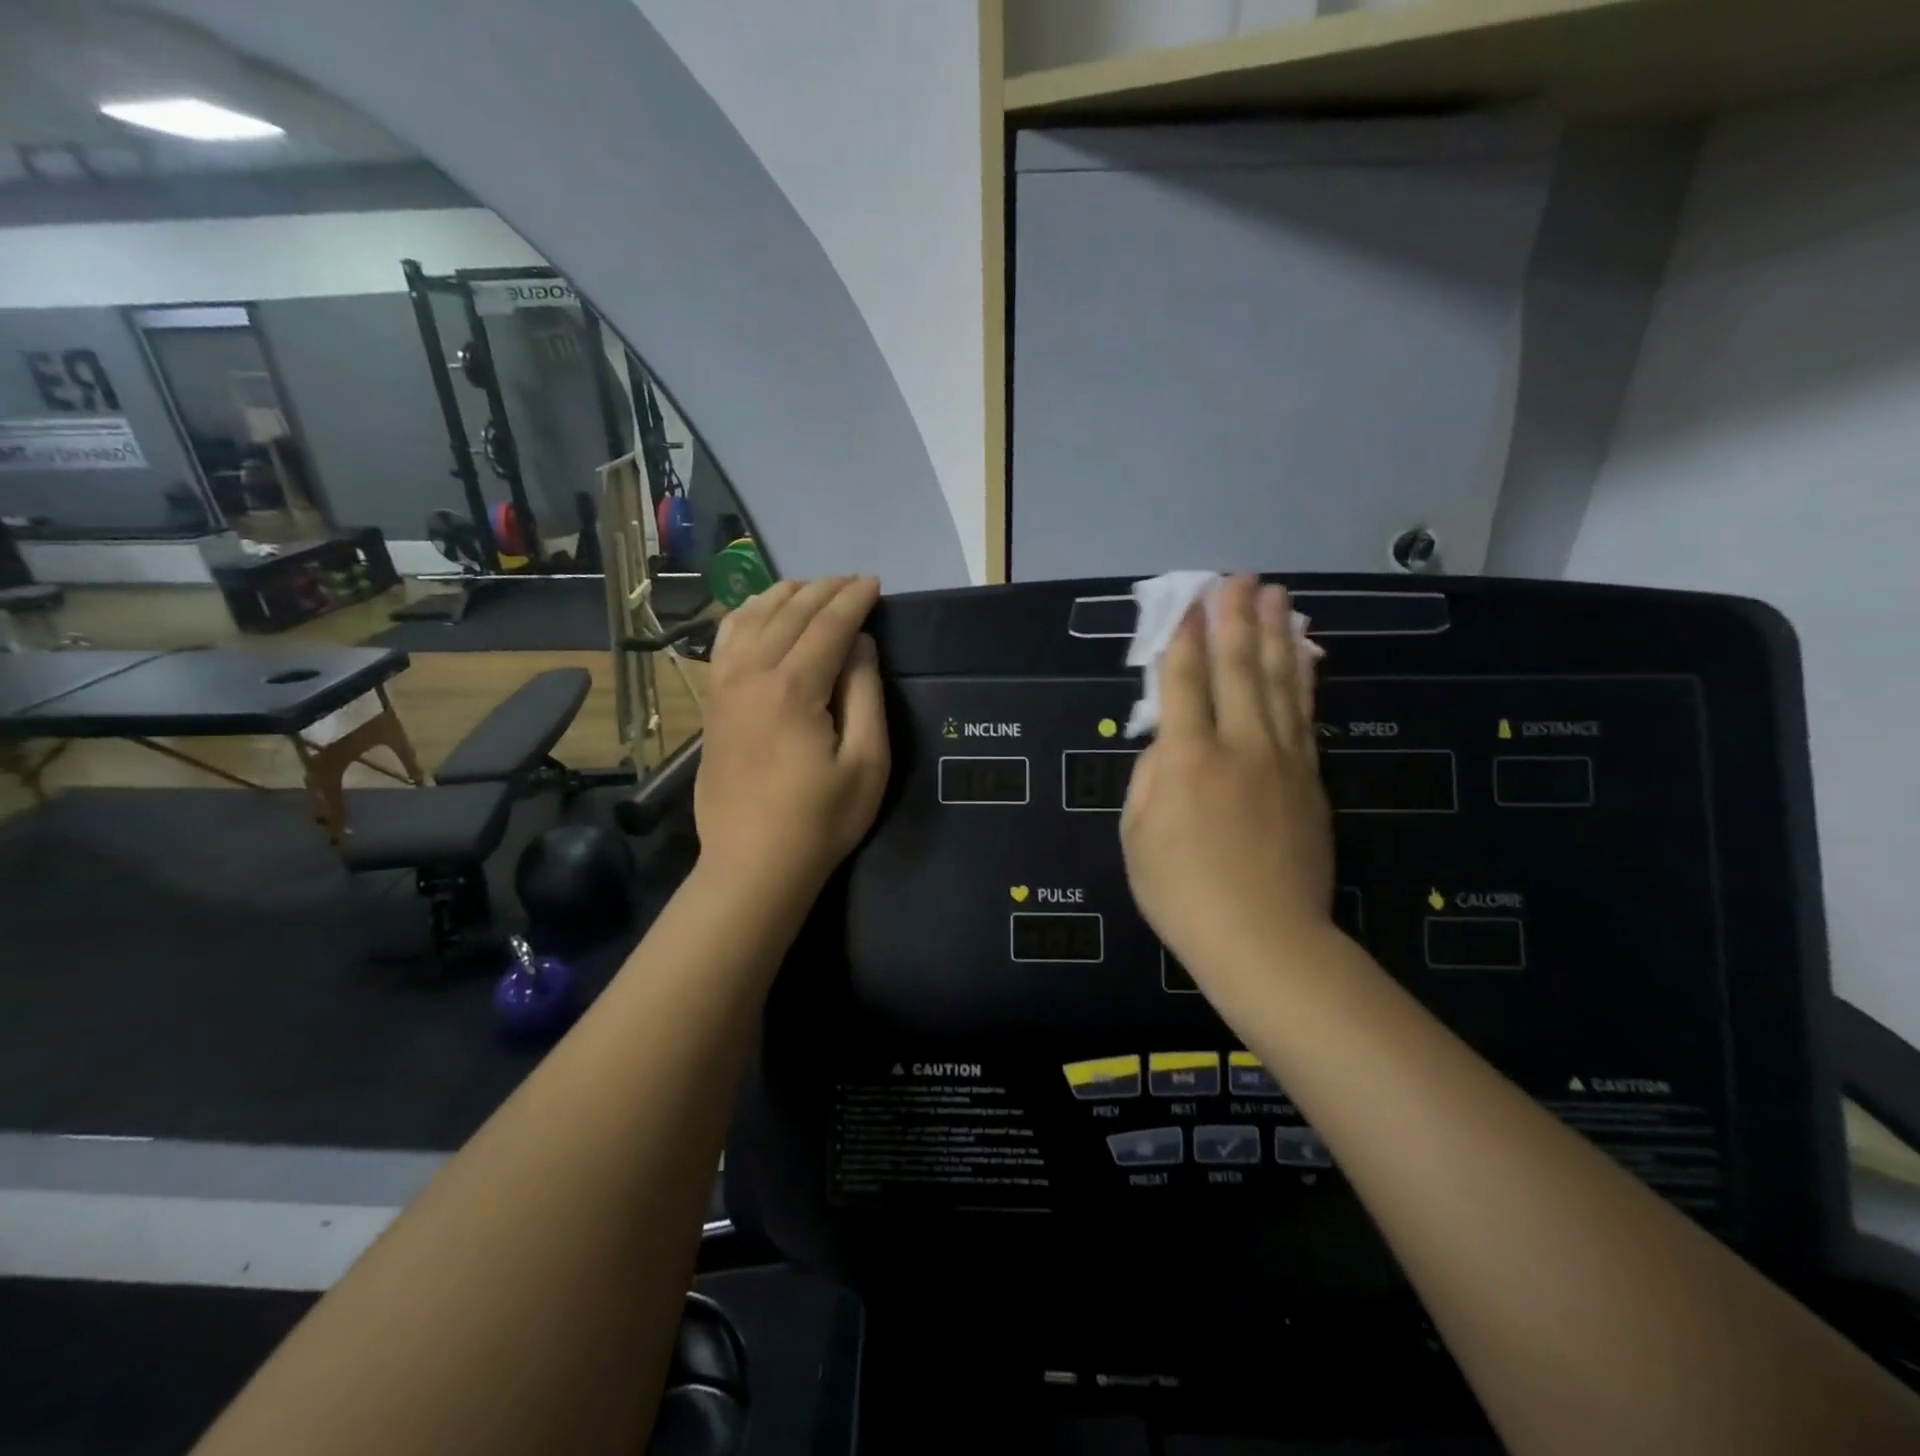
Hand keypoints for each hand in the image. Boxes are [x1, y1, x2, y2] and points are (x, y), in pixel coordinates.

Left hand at [695, 576, 889, 892]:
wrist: (752, 865)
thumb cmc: (820, 820)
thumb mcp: (867, 763)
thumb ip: (865, 695)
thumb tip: (859, 644)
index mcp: (793, 688)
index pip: (828, 625)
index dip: (854, 600)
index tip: (874, 583)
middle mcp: (752, 675)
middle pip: (789, 614)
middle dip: (823, 590)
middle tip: (851, 581)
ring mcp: (724, 688)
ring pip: (751, 619)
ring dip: (783, 596)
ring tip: (810, 587)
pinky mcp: (712, 704)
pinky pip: (725, 642)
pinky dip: (745, 617)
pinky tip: (758, 613)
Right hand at [1121, 576, 1334, 985]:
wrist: (1263, 938)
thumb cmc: (1182, 892)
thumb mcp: (1136, 836)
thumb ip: (1148, 779)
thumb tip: (1166, 744)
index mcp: (1186, 759)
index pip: (1184, 683)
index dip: (1184, 640)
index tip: (1190, 603)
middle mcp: (1238, 745)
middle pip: (1238, 669)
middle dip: (1235, 619)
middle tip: (1239, 579)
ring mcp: (1282, 760)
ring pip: (1280, 683)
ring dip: (1275, 635)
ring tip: (1276, 596)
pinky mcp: (1311, 779)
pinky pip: (1305, 716)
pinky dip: (1304, 678)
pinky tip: (1303, 654)